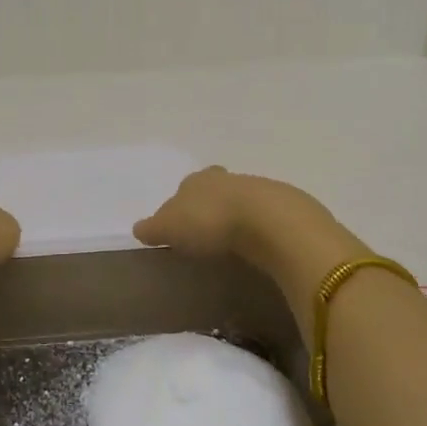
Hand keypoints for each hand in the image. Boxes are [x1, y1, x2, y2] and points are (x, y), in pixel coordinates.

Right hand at [135, 168, 363, 320]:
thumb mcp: (171, 228)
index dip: (183, 204)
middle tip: (209, 228)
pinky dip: (262, 228)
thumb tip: (138, 228)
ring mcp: (261, 190)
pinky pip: (268, 217)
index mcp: (198, 180)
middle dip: (213, 204)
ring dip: (240, 216)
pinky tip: (260, 246)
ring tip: (235, 241)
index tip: (183, 222)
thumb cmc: (211, 221)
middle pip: (217, 188)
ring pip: (244, 200)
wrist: (271, 222)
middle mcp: (228, 178)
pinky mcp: (288, 208)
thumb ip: (154, 228)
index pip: (186, 187)